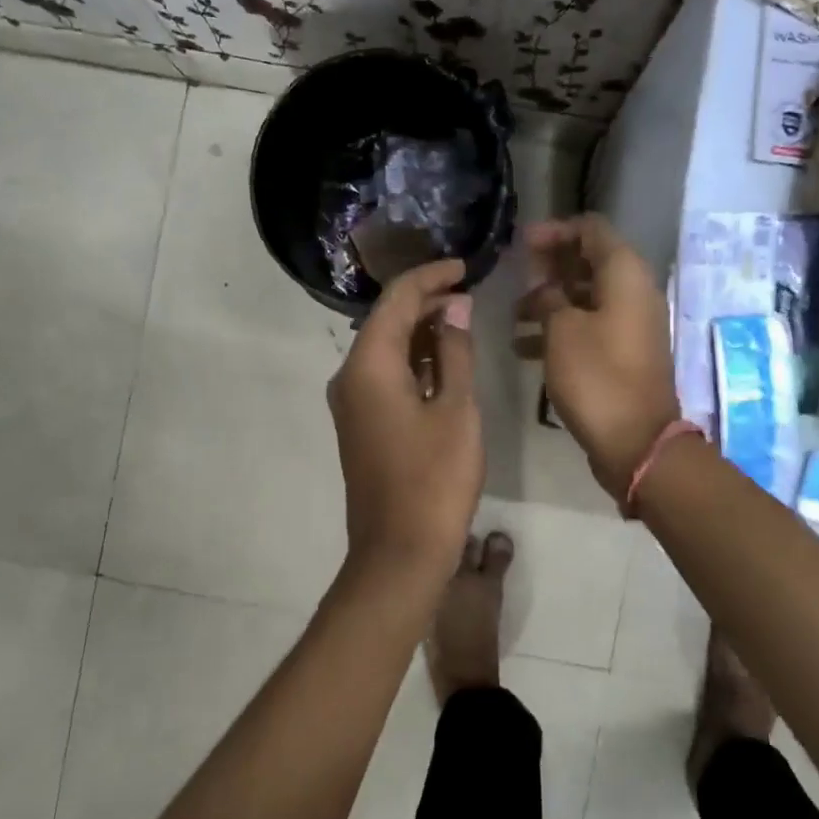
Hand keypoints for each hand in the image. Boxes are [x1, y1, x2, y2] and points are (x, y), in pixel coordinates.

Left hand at [329, 258, 482, 583]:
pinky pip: (385, 376)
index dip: (430, 277)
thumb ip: (454, 352)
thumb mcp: (456, 409)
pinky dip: (414, 362)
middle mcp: (350, 377)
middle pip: (386, 321)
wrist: (400, 552)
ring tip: (462, 319)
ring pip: (386, 349)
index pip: (397, 300)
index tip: (464, 266)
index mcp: (369, 365)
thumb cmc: (435, 479)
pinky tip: (444, 361)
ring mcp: (352, 403)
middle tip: (468, 292)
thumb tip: (455, 308)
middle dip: (425, 302)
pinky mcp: (362, 425)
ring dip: (421, 332)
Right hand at [517, 215, 680, 500]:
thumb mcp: (562, 330)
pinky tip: (523, 348)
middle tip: (517, 279)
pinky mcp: (623, 353)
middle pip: (589, 262)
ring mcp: (630, 325)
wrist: (635, 440)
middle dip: (550, 268)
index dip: (556, 231)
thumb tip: (546, 290)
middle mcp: (633, 292)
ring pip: (586, 297)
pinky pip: (589, 327)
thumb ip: (549, 298)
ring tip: (514, 317)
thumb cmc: (596, 376)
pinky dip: (559, 330)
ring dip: (550, 301)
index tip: (522, 245)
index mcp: (625, 274)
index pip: (592, 230)